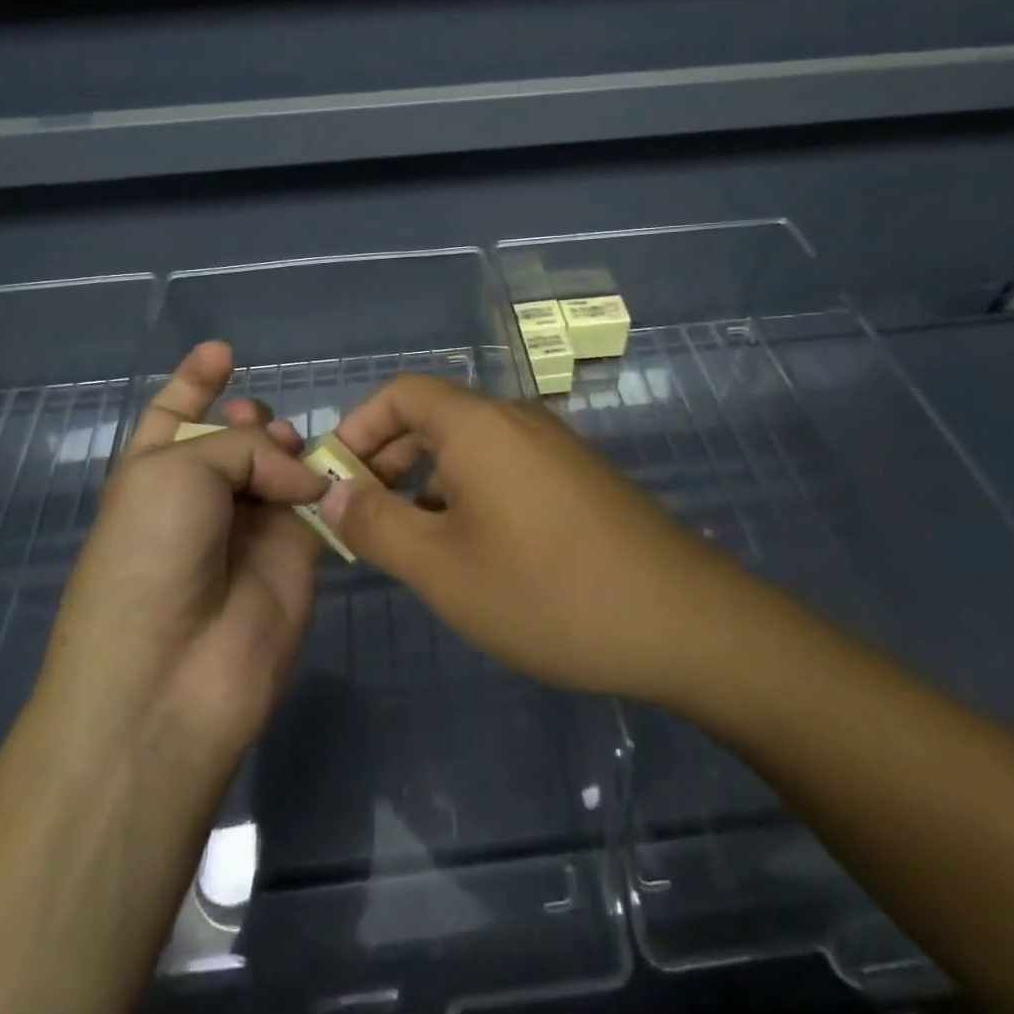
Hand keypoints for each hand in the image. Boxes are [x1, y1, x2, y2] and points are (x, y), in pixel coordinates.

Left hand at [35, 342, 326, 774]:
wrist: (173, 672)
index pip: (174, 416)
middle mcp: (201, 498)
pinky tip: (332, 471)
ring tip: (288, 451)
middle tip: (259, 423)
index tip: (223, 351)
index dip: (195, 382)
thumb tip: (302, 479)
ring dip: (288, 447)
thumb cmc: (150, 555)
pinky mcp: (296, 555)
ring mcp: (250, 527)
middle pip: (234, 439)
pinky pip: (318, 504)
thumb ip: (245, 448)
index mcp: (153, 473)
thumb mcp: (175, 471)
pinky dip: (328, 481)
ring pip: (280, 468)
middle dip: (249, 418)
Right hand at [317, 374, 745, 704]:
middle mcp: (518, 420)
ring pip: (471, 448)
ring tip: (413, 544)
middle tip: (364, 519)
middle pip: (435, 418)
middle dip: (388, 460)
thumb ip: (375, 523)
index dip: (358, 428)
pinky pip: (506, 469)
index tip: (334, 480)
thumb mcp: (440, 567)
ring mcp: (556, 447)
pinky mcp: (580, 478)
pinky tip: (474, 551)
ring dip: (428, 483)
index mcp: (479, 425)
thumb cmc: (545, 592)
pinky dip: (471, 494)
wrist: (681, 620)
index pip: (401, 393)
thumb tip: (332, 492)